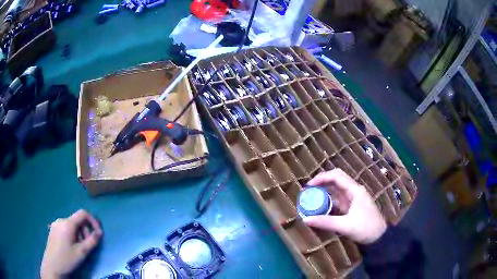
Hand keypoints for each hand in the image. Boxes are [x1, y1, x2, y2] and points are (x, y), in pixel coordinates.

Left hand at [41, 210, 102, 278]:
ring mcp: (56, 224)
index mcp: (67, 223)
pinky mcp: (53, 230)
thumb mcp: (82, 253)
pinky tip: (71, 247)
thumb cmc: (67, 259)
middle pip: (77, 220)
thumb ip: (91, 241)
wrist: (52, 266)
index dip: (93, 221)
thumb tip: (99, 233)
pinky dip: (73, 235)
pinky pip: (66, 228)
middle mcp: (61, 220)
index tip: (99, 234)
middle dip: (86, 232)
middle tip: (88, 246)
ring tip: (79, 249)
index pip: (83, 213)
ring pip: (72, 225)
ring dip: (79, 235)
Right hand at [303, 169, 386, 243]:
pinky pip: (338, 200)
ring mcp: (353, 199)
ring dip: (325, 192)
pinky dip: (329, 201)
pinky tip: (321, 207)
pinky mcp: (352, 206)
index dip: (322, 178)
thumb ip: (325, 222)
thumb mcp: (345, 226)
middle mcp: (354, 191)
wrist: (379, 237)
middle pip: (336, 180)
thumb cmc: (365, 228)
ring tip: (311, 197)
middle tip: (309, 189)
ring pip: (337, 190)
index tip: (309, 185)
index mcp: (355, 190)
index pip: (337, 176)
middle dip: (322, 182)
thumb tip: (306, 219)